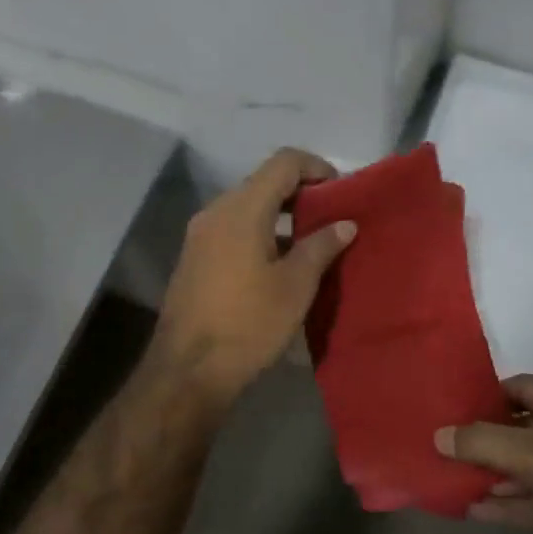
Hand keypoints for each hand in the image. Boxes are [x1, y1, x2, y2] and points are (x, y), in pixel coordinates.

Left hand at [151, 148, 355, 403]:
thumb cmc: (248, 324)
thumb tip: (345, 223)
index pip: (283, 162)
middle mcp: (217, 211)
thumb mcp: (295, 286)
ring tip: (312, 240)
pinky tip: (280, 260)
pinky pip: (233, 227)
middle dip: (300, 192)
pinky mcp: (195, 256)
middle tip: (332, 215)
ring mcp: (201, 234)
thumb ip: (321, 246)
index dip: (316, 167)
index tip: (340, 190)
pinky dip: (260, 230)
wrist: (187, 371)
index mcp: (242, 209)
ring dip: (280, 214)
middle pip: (264, 181)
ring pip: (247, 205)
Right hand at [436, 375, 532, 533]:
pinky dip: (513, 502)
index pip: (522, 386)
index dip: (485, 397)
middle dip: (486, 439)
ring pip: (531, 465)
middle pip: (523, 426)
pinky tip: (477, 511)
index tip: (449, 411)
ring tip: (452, 480)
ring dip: (495, 473)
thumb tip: (438, 435)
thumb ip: (484, 443)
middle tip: (444, 448)